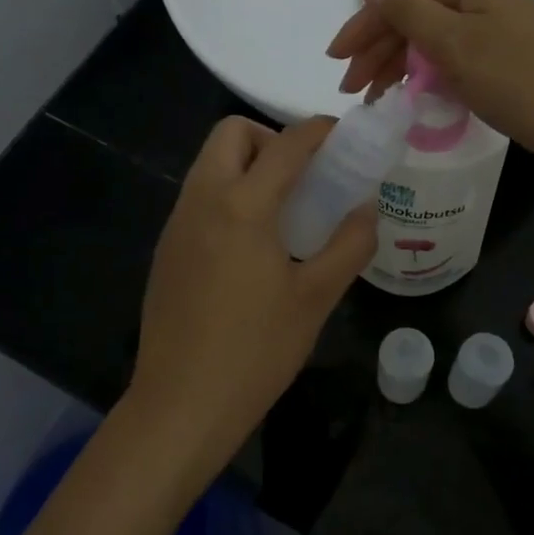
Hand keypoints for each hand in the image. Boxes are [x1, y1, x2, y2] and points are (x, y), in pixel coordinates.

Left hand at [126, 116, 376, 478]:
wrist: (181, 404)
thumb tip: (368, 209)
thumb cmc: (256, 350)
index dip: (318, 130)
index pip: (285, 144)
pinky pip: (198, 198)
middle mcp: (202, 200)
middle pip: (230, 134)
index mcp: (242, 206)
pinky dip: (227, 195)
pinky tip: (250, 246)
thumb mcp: (316, 298)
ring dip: (247, 166)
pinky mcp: (166, 250)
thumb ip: (349, 245)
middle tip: (303, 177)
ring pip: (209, 164)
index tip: (343, 136)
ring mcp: (177, 224)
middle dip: (270, 138)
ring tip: (283, 211)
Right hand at [325, 0, 533, 168]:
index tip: (336, 59)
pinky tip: (405, 91)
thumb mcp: (454, 43)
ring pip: (428, 38)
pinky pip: (448, 55)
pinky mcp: (497, 53)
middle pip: (414, 16)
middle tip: (351, 88)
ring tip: (371, 97)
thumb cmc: (513, 78)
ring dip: (396, 64)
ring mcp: (491, 25)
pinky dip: (423, 72)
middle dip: (377, 50)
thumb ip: (407, 11)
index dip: (365, 25)